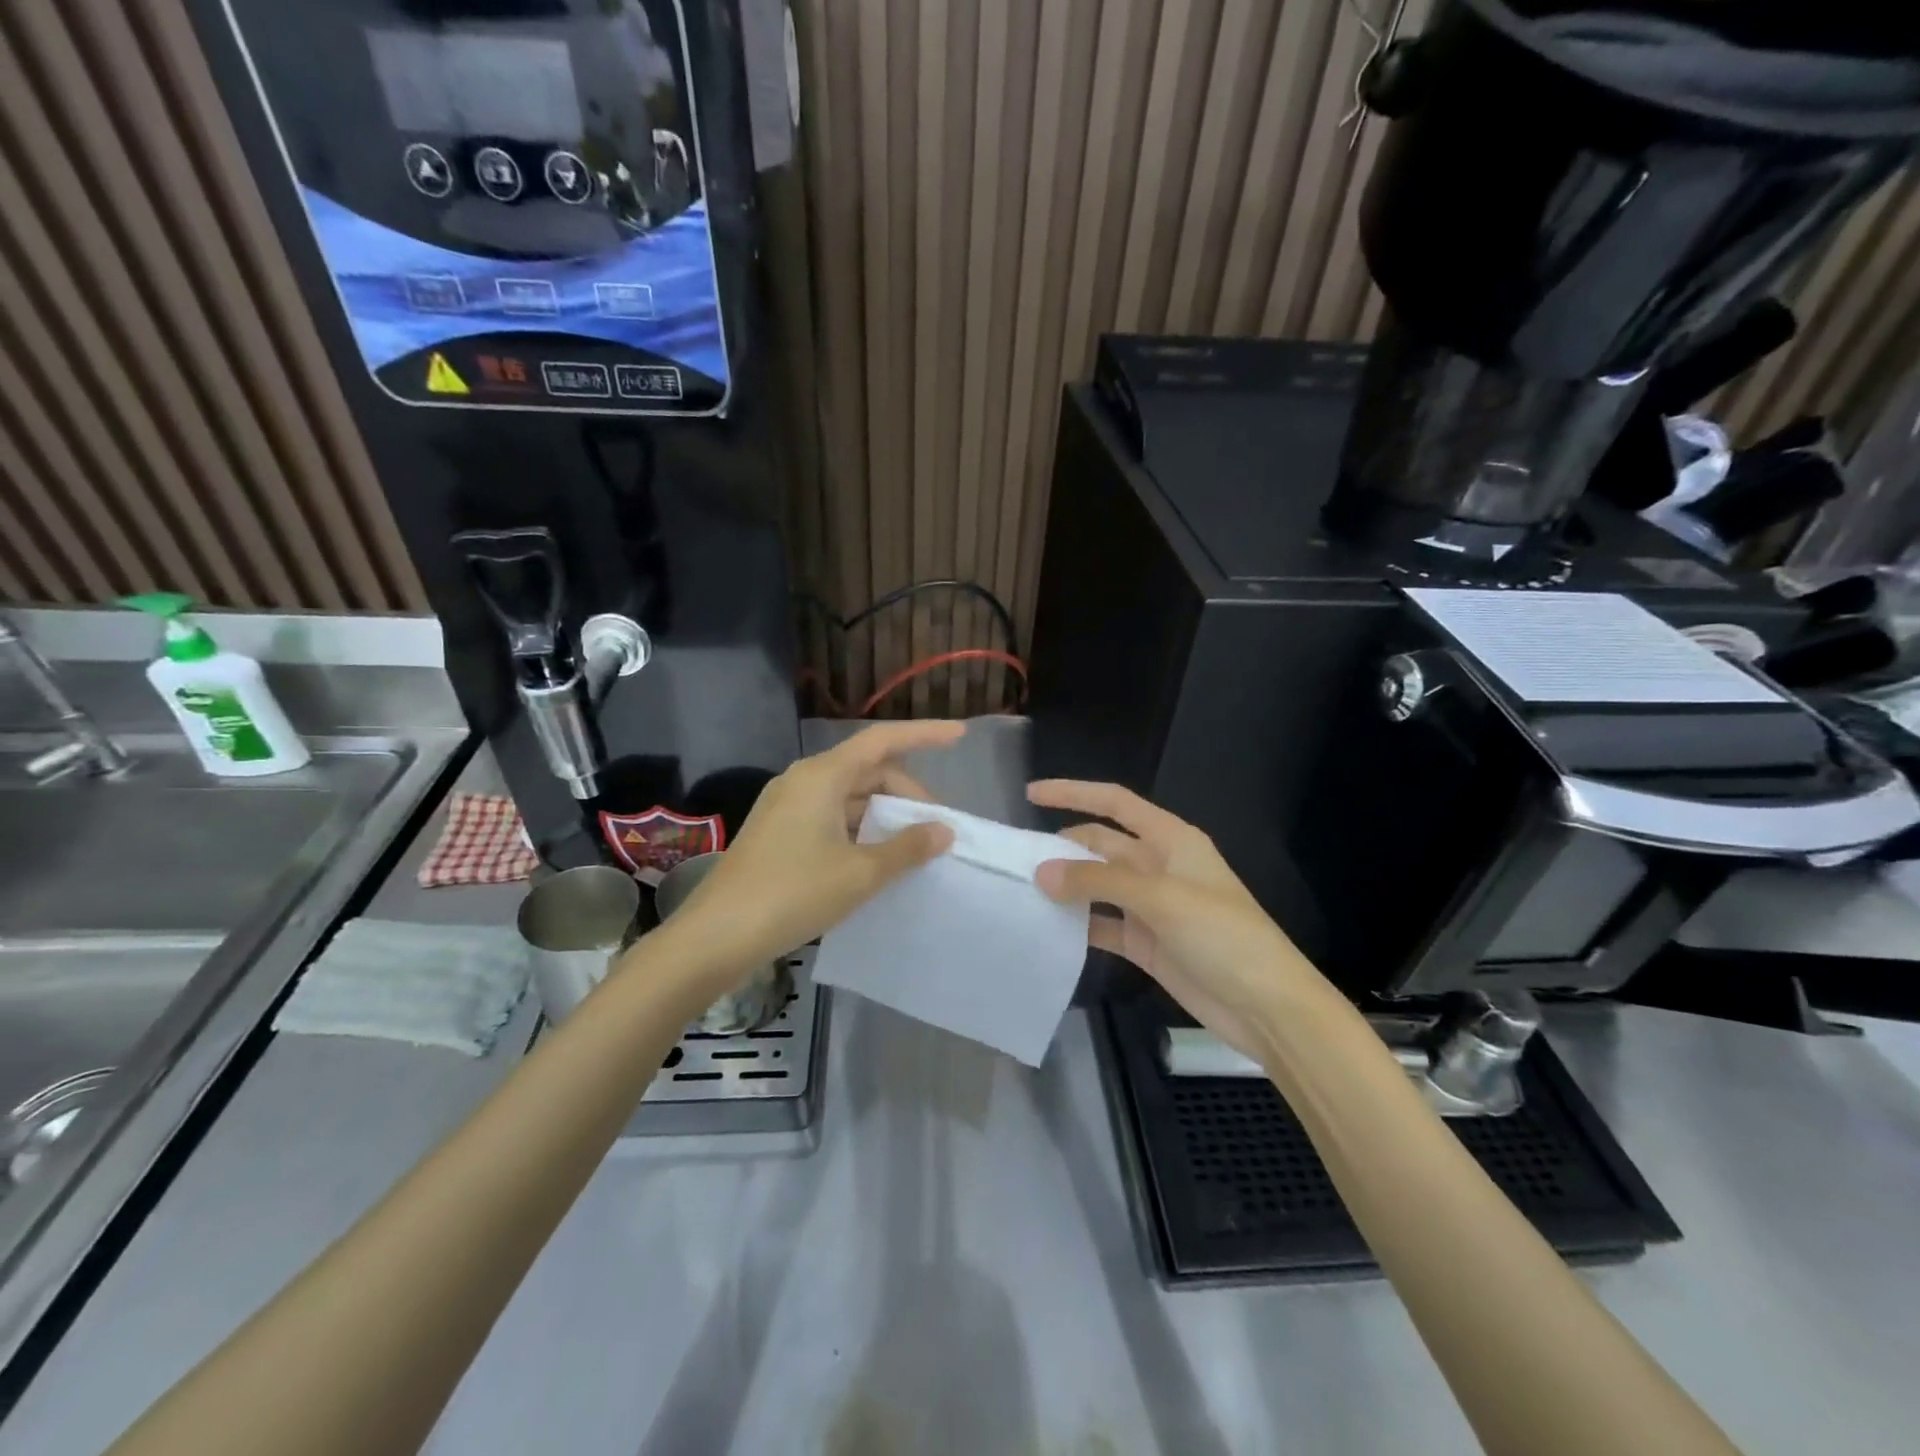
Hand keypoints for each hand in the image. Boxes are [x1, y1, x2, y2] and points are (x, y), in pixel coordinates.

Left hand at [668, 721, 963, 976]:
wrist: (716, 936)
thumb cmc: (793, 893)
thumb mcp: (860, 873)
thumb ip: (906, 848)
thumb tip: (943, 831)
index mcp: (822, 776)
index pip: (882, 740)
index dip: (924, 735)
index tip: (960, 736)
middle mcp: (803, 781)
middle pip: (868, 770)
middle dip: (907, 793)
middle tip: (937, 829)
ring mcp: (787, 806)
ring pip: (849, 797)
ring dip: (884, 815)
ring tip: (913, 848)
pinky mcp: (779, 832)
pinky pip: (831, 817)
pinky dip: (860, 830)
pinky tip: (876, 860)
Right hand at [1029, 780, 1332, 1062]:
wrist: (1266, 1006)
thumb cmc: (1222, 935)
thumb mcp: (1161, 898)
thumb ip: (1099, 881)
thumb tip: (1042, 872)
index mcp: (1171, 839)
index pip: (1115, 803)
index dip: (1074, 793)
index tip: (1031, 794)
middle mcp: (1158, 866)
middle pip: (1101, 844)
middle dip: (1062, 847)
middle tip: (1016, 860)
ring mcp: (1150, 906)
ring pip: (1097, 885)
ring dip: (1066, 886)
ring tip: (1020, 891)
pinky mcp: (1145, 942)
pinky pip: (1102, 924)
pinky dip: (1077, 925)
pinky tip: (1046, 929)